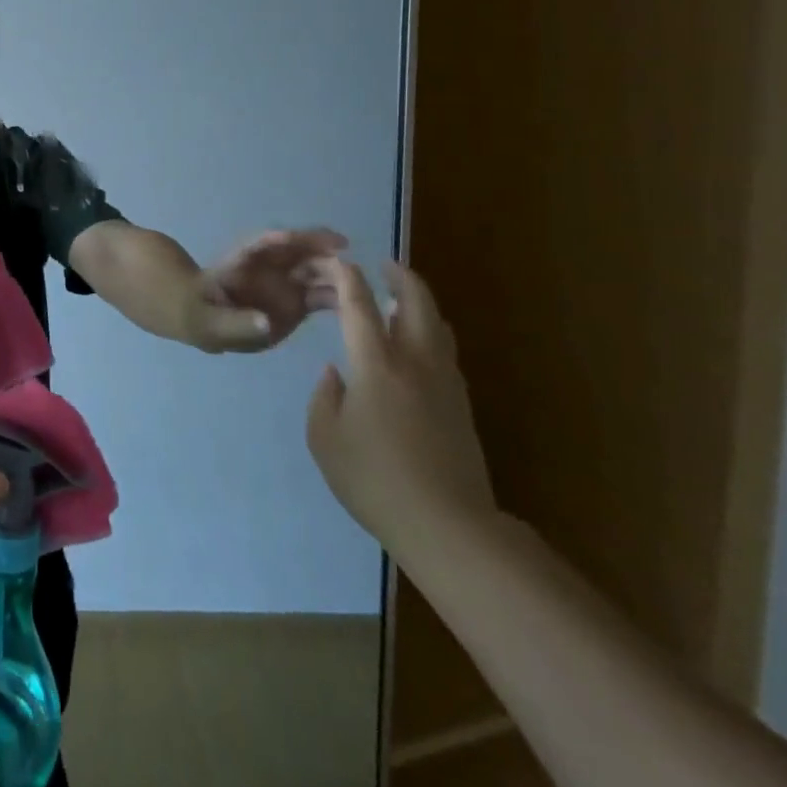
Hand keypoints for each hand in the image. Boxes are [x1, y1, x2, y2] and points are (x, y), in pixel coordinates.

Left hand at [186, 227, 347, 351]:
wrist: (207, 325)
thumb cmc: (200, 315)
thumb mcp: (209, 321)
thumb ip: (236, 322)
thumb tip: (265, 323)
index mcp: (242, 261)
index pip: (263, 243)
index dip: (282, 238)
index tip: (300, 238)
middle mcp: (270, 266)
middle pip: (299, 250)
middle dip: (320, 250)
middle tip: (344, 260)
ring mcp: (288, 282)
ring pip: (318, 269)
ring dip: (337, 272)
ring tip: (359, 284)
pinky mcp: (300, 301)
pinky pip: (325, 294)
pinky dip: (342, 296)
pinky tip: (362, 305)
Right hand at [305, 259, 497, 561]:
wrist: (447, 526)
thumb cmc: (374, 479)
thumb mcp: (325, 438)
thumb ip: (325, 397)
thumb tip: (336, 374)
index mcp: (376, 366)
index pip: (360, 308)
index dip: (349, 279)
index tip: (341, 261)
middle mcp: (415, 363)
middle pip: (416, 304)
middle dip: (402, 278)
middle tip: (385, 266)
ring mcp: (445, 383)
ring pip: (438, 326)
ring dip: (419, 304)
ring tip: (401, 300)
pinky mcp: (461, 405)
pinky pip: (445, 352)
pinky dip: (430, 333)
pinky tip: (416, 346)